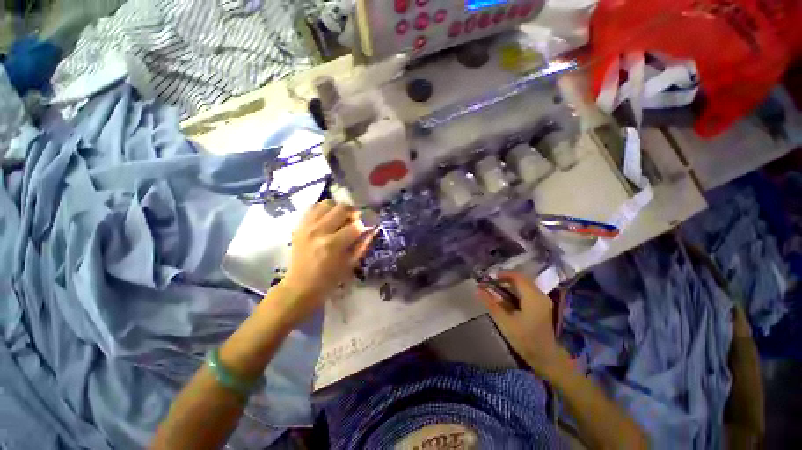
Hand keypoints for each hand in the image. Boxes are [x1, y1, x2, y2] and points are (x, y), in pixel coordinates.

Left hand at [279, 200, 375, 322]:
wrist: (301, 285)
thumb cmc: (329, 279)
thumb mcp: (350, 264)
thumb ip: (362, 244)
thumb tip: (372, 229)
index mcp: (333, 245)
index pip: (355, 226)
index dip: (363, 226)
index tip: (364, 229)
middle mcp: (319, 231)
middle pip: (342, 208)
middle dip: (353, 212)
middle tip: (354, 220)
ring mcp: (307, 226)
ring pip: (327, 203)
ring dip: (338, 208)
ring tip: (341, 217)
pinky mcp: (299, 225)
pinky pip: (313, 207)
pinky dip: (324, 209)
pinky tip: (328, 217)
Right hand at [478, 271, 566, 375]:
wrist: (546, 357)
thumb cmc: (525, 340)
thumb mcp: (504, 321)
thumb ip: (491, 303)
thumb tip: (477, 290)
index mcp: (533, 297)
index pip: (517, 277)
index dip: (502, 274)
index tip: (488, 277)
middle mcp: (540, 295)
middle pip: (521, 279)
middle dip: (504, 279)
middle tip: (489, 283)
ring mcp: (542, 300)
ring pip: (524, 285)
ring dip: (509, 285)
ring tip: (495, 289)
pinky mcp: (542, 305)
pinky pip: (527, 291)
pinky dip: (515, 291)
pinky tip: (505, 297)